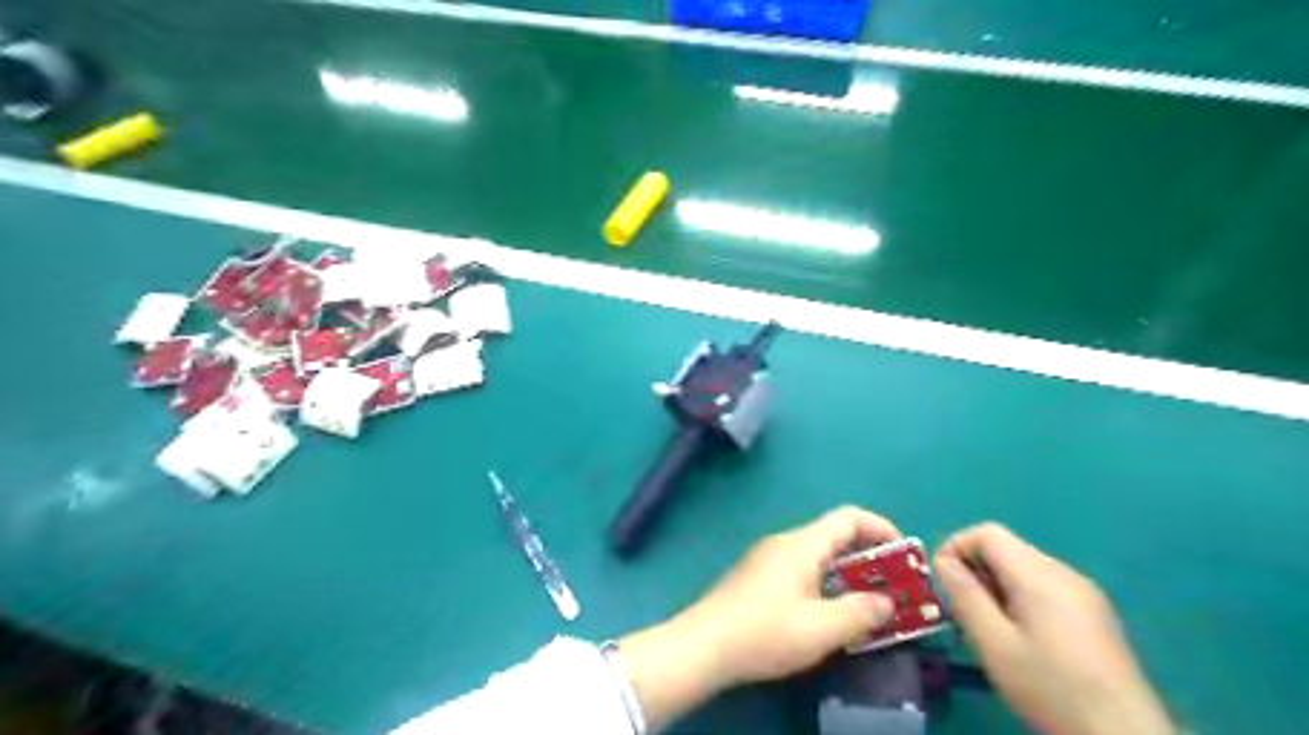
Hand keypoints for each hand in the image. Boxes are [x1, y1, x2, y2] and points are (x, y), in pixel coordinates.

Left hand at [619, 509, 896, 731]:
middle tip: (895, 588)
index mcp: (802, 544)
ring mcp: (768, 558)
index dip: (882, 529)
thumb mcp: (821, 629)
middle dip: (869, 557)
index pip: (849, 517)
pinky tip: (831, 613)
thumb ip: (860, 612)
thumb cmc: (765, 632)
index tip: (905, 555)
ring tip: (870, 604)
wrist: (704, 645)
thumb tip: (887, 602)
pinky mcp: (758, 577)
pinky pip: (802, 569)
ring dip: (848, 573)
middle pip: (835, 536)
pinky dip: (826, 582)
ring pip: (818, 555)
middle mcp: (785, 542)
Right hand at [936, 522, 1171, 733]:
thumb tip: (944, 562)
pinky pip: (1045, 588)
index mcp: (1039, 574)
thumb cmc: (1051, 689)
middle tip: (962, 612)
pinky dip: (1019, 599)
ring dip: (996, 587)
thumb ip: (964, 595)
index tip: (943, 583)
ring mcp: (1085, 593)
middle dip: (975, 571)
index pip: (987, 533)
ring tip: (988, 630)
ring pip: (1024, 569)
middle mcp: (1064, 573)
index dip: (956, 548)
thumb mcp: (993, 644)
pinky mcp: (1095, 615)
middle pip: (1006, 549)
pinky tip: (1021, 640)